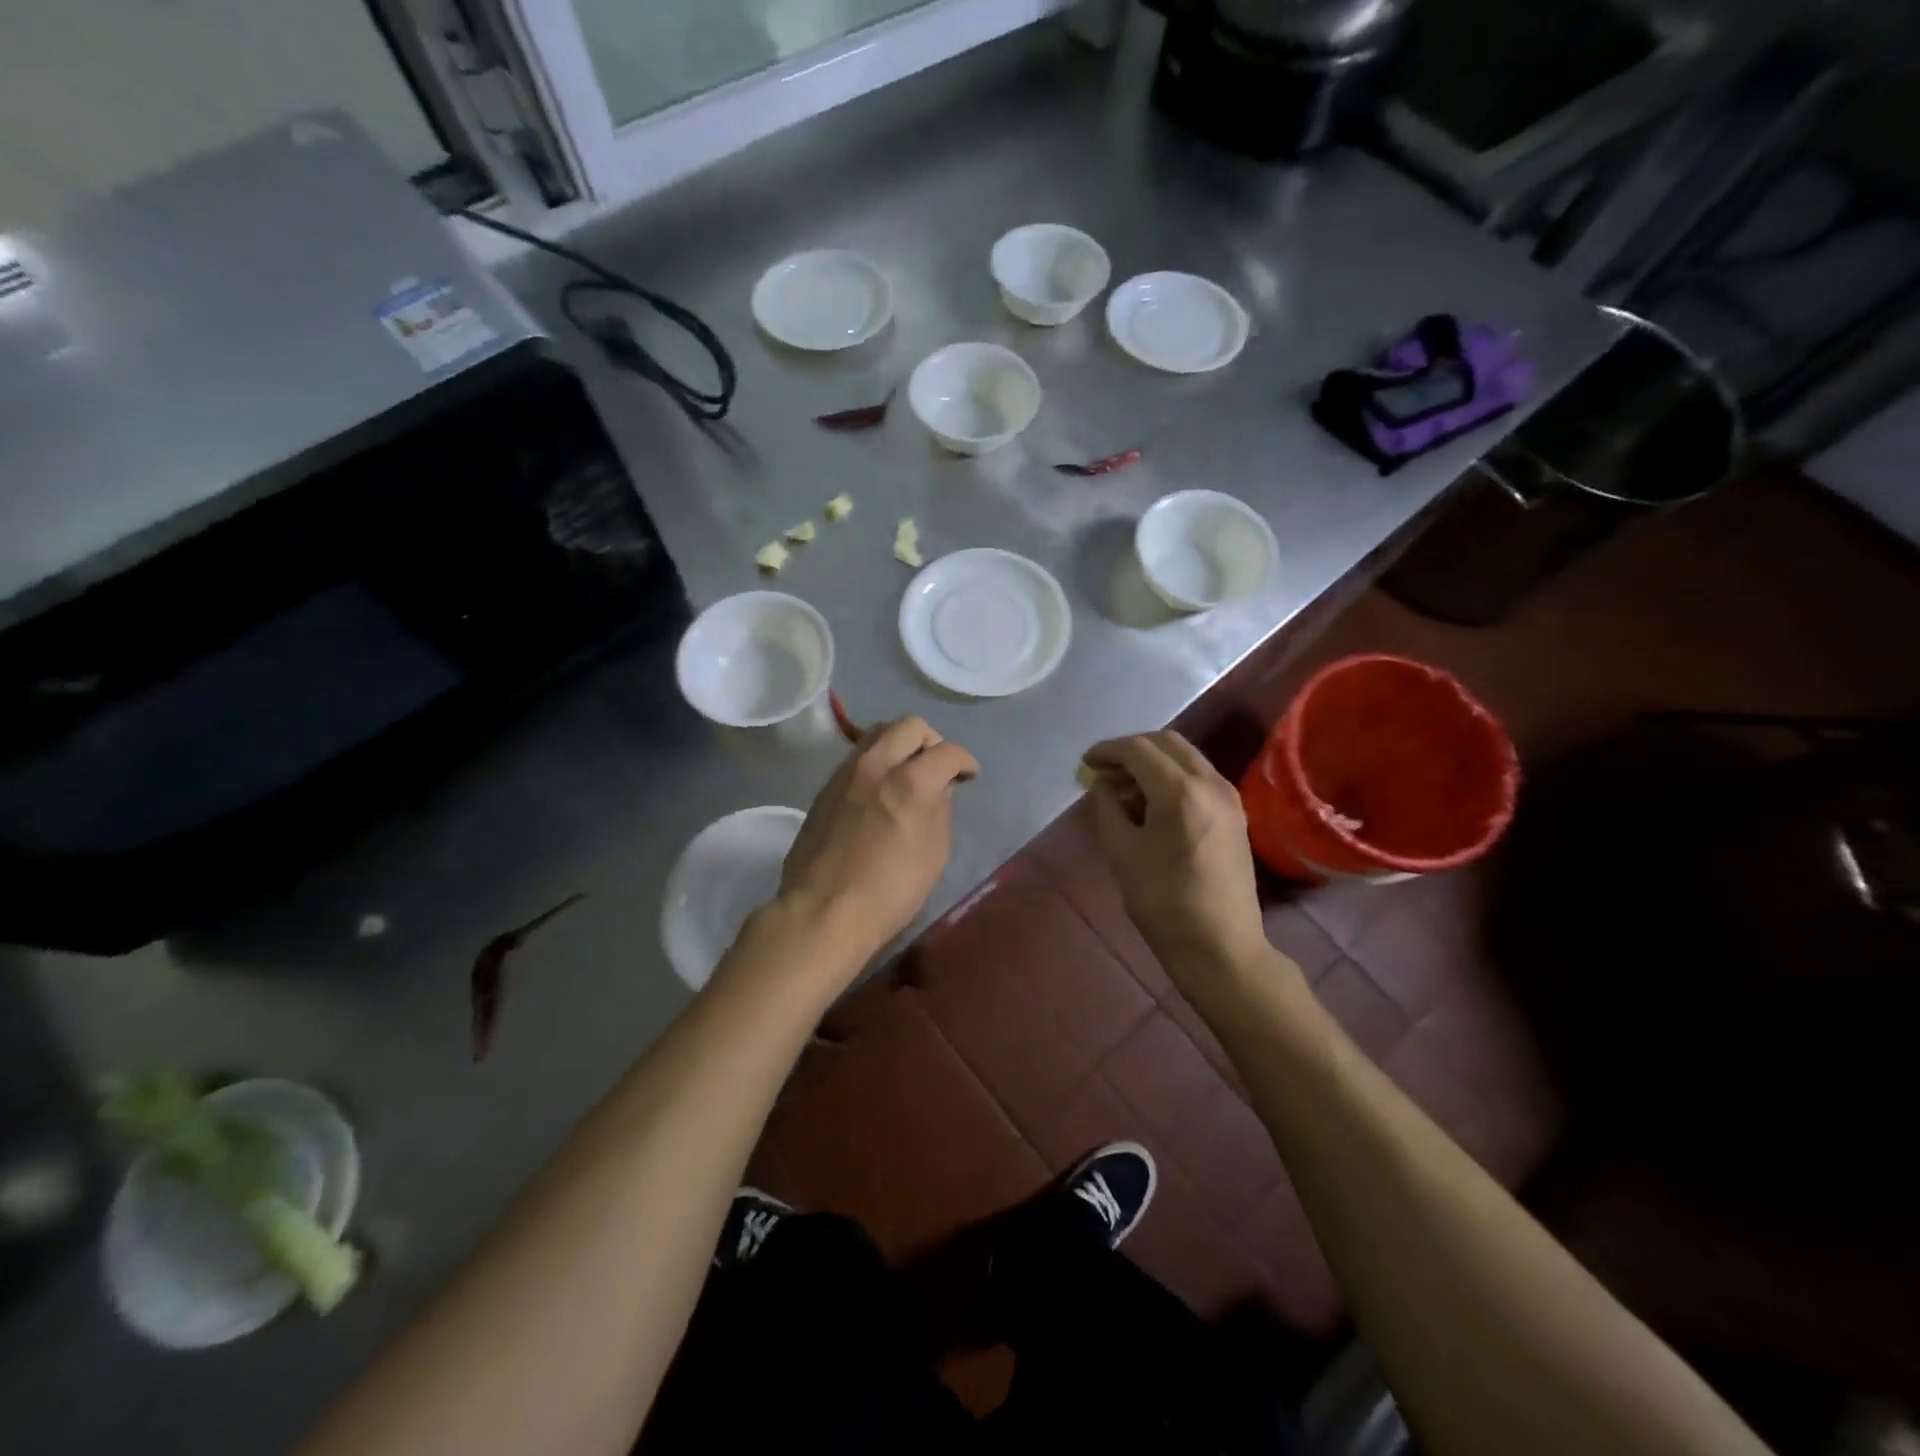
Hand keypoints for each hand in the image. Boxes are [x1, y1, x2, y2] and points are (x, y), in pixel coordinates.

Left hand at [778, 718, 979, 964]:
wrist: (822, 911)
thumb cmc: (889, 891)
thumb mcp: (934, 854)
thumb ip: (941, 811)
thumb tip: (939, 788)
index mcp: (910, 782)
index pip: (948, 751)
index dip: (965, 761)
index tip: (968, 776)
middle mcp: (876, 765)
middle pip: (910, 726)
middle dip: (932, 741)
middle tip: (937, 767)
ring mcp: (846, 773)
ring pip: (877, 734)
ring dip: (900, 745)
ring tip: (907, 773)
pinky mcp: (825, 787)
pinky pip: (857, 758)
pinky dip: (876, 762)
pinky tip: (879, 790)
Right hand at [1082, 732, 1269, 979]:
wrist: (1220, 946)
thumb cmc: (1163, 902)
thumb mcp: (1121, 852)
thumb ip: (1107, 807)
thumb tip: (1103, 785)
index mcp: (1180, 791)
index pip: (1138, 749)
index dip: (1107, 751)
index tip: (1085, 764)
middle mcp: (1210, 783)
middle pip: (1166, 742)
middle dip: (1131, 749)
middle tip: (1104, 771)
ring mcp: (1228, 796)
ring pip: (1185, 756)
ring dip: (1152, 761)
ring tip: (1124, 787)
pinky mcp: (1235, 812)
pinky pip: (1199, 776)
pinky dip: (1172, 776)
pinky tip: (1151, 801)